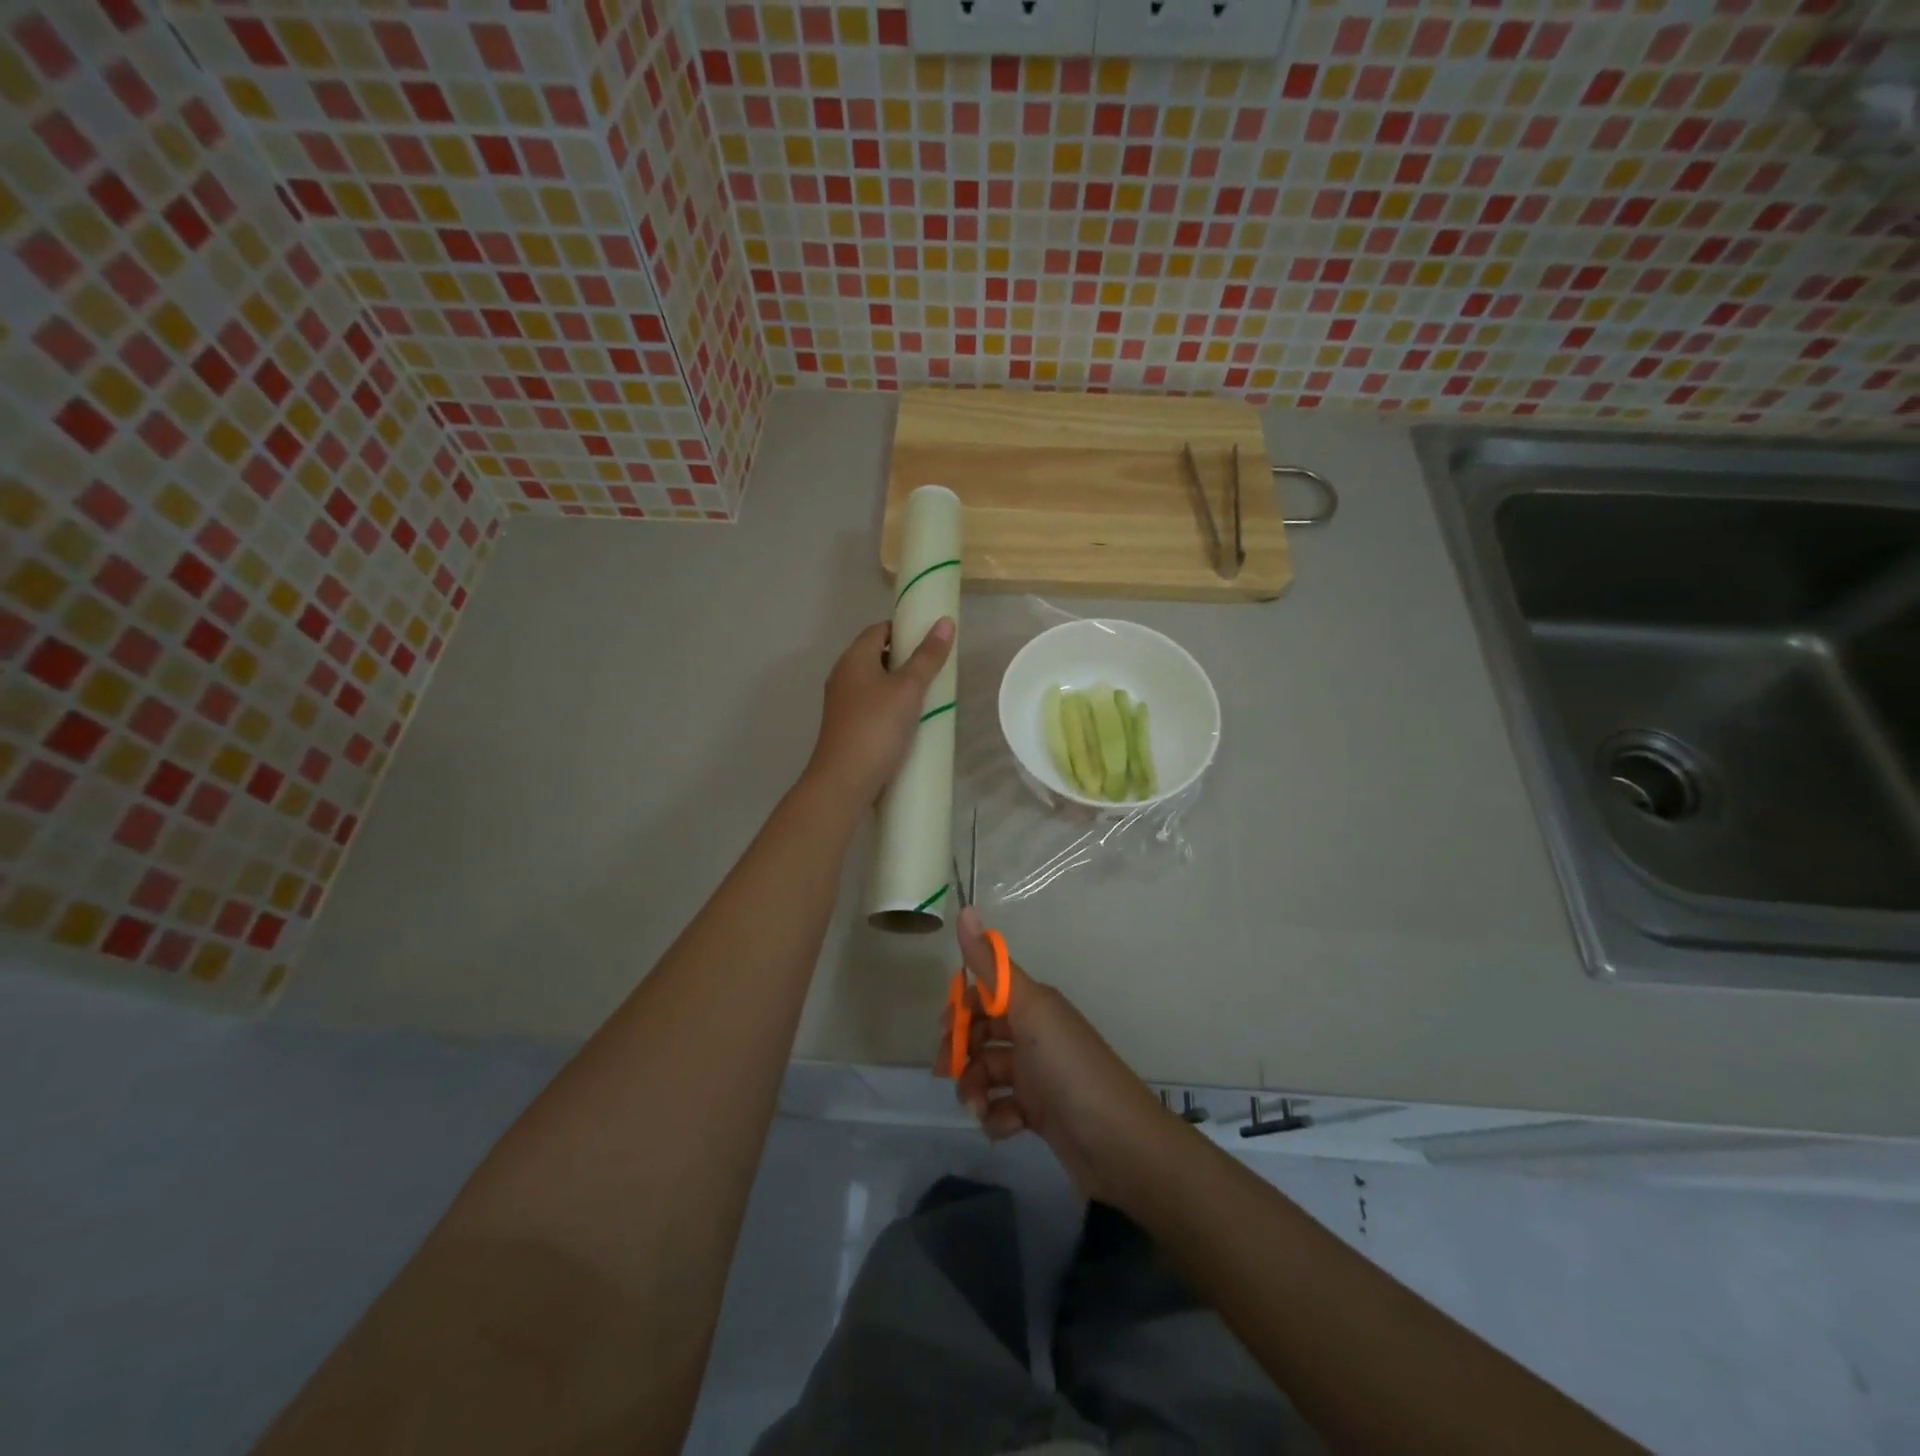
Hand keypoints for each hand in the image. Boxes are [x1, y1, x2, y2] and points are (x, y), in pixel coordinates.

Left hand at [805, 617, 954, 804]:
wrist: (844, 781)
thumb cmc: (876, 727)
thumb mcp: (908, 688)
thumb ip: (927, 656)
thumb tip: (945, 621)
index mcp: (854, 658)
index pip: (879, 629)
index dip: (905, 629)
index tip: (932, 640)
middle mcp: (844, 676)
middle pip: (877, 655)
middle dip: (906, 658)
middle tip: (936, 668)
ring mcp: (843, 703)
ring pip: (875, 683)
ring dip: (900, 685)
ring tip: (929, 694)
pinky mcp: (847, 727)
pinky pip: (873, 706)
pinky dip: (891, 706)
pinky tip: (910, 721)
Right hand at [947, 907, 1169, 1203]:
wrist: (1120, 1144)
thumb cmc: (1070, 1069)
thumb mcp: (1030, 1011)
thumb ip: (992, 966)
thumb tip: (964, 908)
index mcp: (1034, 1005)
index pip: (987, 992)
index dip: (962, 1007)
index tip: (943, 1028)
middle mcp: (1036, 1034)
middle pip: (983, 1034)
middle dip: (960, 1052)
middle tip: (945, 1073)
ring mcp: (1038, 1076)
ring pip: (988, 1073)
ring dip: (974, 1090)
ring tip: (978, 1109)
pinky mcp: (1041, 1114)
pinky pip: (1004, 1108)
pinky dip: (997, 1118)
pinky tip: (1005, 1127)